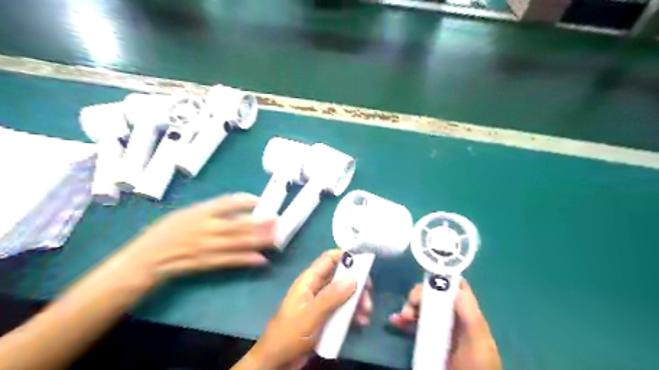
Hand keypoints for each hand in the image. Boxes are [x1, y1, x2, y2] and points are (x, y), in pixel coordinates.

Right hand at [121, 194, 275, 283]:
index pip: (225, 203)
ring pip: (238, 243)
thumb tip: (238, 206)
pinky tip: (262, 259)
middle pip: (238, 224)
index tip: (260, 200)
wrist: (147, 259)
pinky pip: (229, 261)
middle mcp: (205, 229)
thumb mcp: (186, 213)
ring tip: (277, 238)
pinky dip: (246, 260)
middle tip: (278, 220)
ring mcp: (207, 247)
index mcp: (199, 213)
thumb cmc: (167, 232)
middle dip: (260, 223)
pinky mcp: (207, 263)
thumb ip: (211, 210)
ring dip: (259, 241)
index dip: (244, 200)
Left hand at [245, 248, 373, 369]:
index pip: (329, 259)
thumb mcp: (311, 315)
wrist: (278, 361)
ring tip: (366, 314)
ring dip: (357, 301)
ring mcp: (322, 302)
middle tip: (368, 296)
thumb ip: (331, 297)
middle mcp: (317, 287)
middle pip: (341, 276)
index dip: (345, 256)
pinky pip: (343, 309)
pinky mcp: (326, 316)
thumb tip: (354, 278)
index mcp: (309, 280)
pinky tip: (360, 322)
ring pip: (344, 293)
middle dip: (357, 283)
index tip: (365, 262)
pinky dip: (353, 313)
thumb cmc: (290, 334)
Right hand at [387, 280, 502, 369]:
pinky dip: (402, 320)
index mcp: (466, 312)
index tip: (427, 280)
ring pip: (422, 308)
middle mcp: (452, 316)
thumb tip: (456, 288)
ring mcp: (439, 327)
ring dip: (409, 307)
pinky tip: (395, 321)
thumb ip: (470, 316)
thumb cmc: (477, 364)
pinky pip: (413, 324)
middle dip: (420, 295)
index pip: (455, 286)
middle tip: (411, 302)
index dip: (442, 279)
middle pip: (434, 295)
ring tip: (402, 316)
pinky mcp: (429, 339)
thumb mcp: (477, 340)